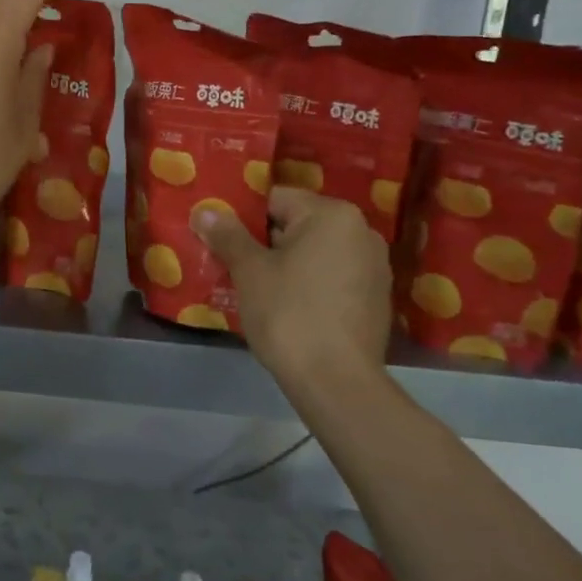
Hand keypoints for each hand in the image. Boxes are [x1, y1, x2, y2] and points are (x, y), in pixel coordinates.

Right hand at [195, 187, 392, 389]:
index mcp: (332, 214)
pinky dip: (311, 285)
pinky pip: (333, 277)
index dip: (243, 218)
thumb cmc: (289, 314)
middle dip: (265, 243)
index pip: (276, 199)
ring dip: (288, 265)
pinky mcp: (376, 298)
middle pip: (298, 224)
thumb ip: (228, 235)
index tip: (223, 241)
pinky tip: (290, 309)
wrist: (336, 381)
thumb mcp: (250, 272)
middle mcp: (361, 230)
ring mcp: (374, 266)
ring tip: (258, 290)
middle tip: (234, 266)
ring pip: (316, 253)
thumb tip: (205, 210)